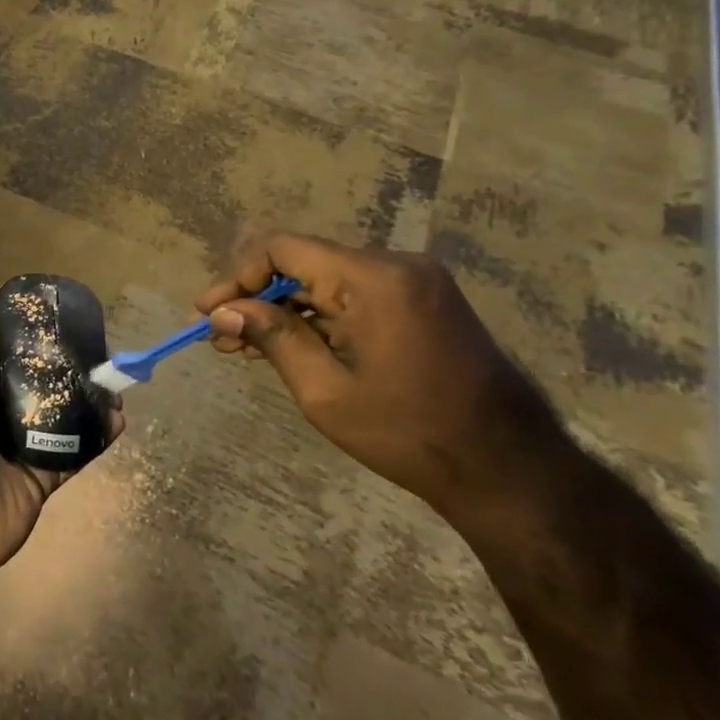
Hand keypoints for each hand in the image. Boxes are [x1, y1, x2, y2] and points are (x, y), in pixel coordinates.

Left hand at [0, 313, 121, 595]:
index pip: (1, 357)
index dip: (26, 340)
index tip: (57, 320)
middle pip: (34, 385)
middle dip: (63, 368)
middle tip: (97, 351)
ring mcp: (18, 448)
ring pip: (59, 416)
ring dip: (86, 400)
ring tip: (114, 382)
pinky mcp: (42, 477)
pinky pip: (73, 452)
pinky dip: (96, 436)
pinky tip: (119, 418)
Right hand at [196, 232, 570, 524]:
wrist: (510, 470)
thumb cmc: (410, 434)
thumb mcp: (325, 391)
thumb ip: (273, 338)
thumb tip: (224, 310)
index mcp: (374, 279)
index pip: (283, 248)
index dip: (238, 276)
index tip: (208, 313)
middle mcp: (395, 265)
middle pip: (303, 263)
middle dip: (256, 298)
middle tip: (220, 337)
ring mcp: (414, 281)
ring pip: (325, 281)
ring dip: (284, 310)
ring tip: (245, 347)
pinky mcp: (423, 300)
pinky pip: (353, 295)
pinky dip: (318, 317)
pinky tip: (290, 345)